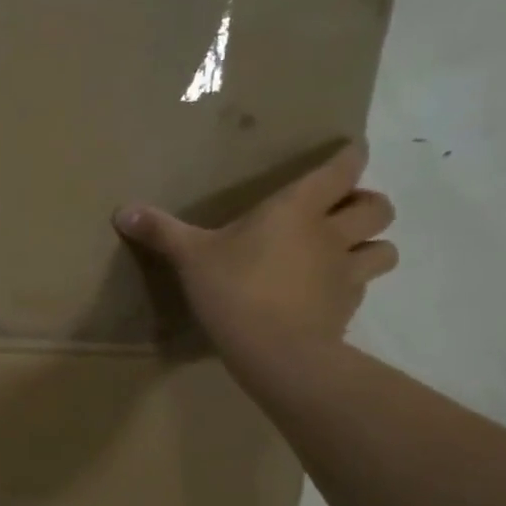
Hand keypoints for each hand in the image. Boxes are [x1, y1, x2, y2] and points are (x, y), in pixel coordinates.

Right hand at [114, 143, 396, 358]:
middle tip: (341, 212)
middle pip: (378, 206)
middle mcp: (332, 234)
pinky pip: (362, 290)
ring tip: (347, 253)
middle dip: (366, 204)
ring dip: (371, 246)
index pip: (343, 168)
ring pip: (385, 249)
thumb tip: (121, 210)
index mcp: (297, 210)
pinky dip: (351, 287)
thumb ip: (160, 231)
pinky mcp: (347, 310)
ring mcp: (346, 274)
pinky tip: (327, 296)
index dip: (349, 157)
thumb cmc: (233, 290)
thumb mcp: (190, 257)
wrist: (274, 351)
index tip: (347, 153)